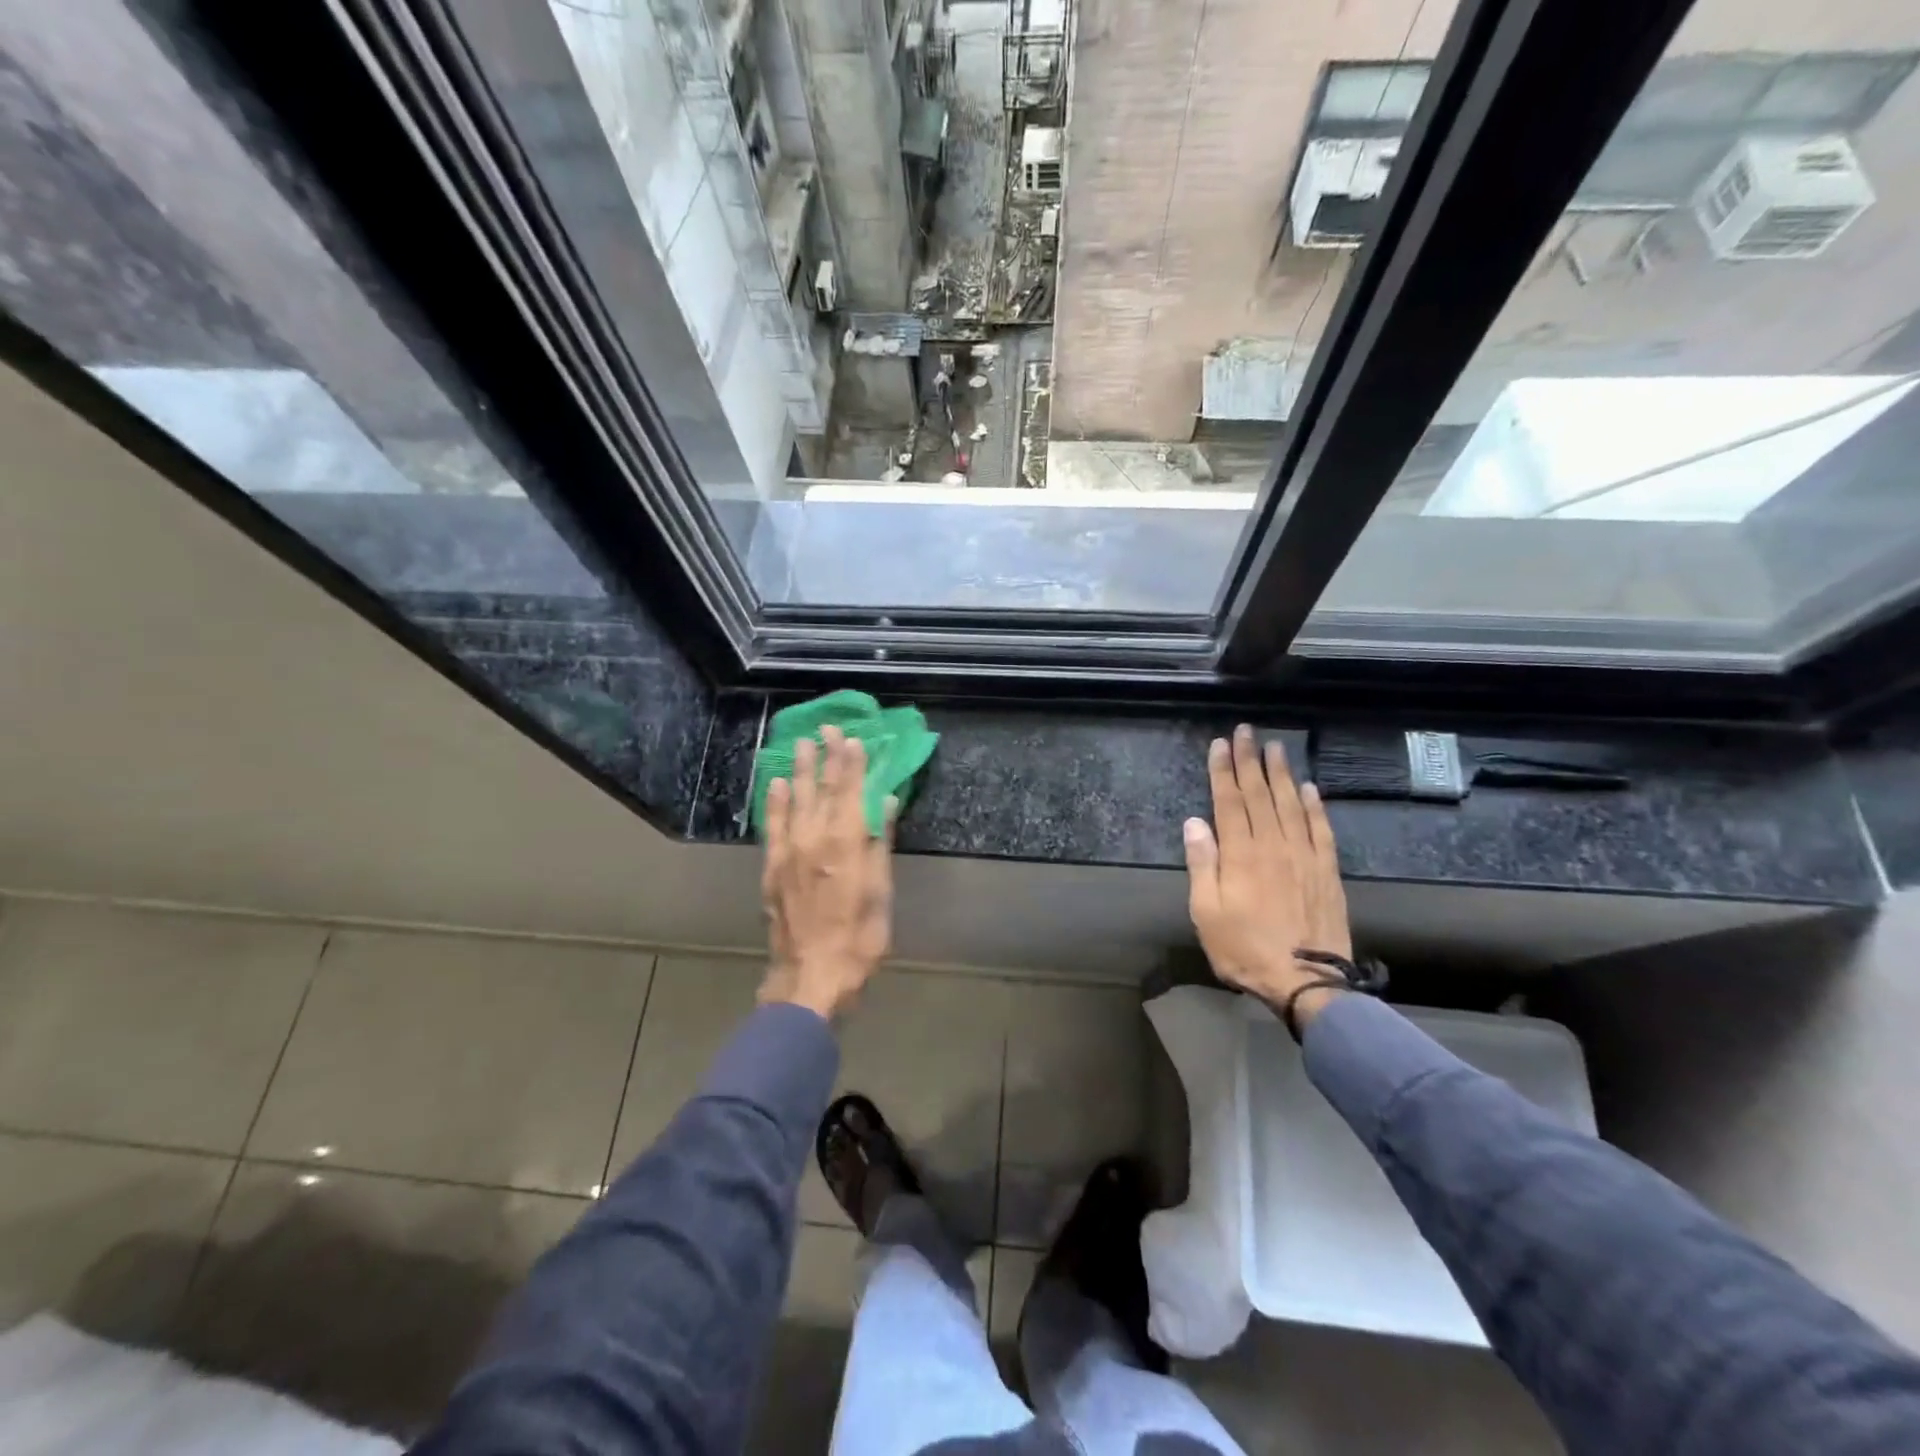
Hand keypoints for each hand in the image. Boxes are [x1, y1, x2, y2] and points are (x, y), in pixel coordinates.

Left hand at [759, 726, 896, 1020]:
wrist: (812, 975)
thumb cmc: (858, 937)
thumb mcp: (880, 892)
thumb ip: (878, 843)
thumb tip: (882, 802)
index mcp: (846, 842)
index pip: (850, 791)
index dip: (852, 764)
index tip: (854, 738)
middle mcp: (814, 838)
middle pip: (821, 789)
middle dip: (826, 757)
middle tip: (826, 728)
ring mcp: (789, 851)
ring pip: (794, 800)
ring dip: (798, 770)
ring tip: (800, 744)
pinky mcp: (772, 867)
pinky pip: (772, 825)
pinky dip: (774, 802)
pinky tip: (775, 784)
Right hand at [1183, 725, 1352, 1028]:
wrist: (1306, 980)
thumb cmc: (1244, 948)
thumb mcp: (1206, 912)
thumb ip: (1202, 864)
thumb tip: (1194, 823)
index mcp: (1240, 853)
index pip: (1229, 801)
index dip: (1223, 770)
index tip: (1221, 744)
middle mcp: (1273, 844)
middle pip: (1260, 794)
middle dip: (1251, 760)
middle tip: (1247, 731)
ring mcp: (1304, 855)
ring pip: (1292, 803)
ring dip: (1282, 773)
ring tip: (1277, 747)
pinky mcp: (1326, 870)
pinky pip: (1321, 829)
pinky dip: (1315, 805)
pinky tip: (1310, 788)